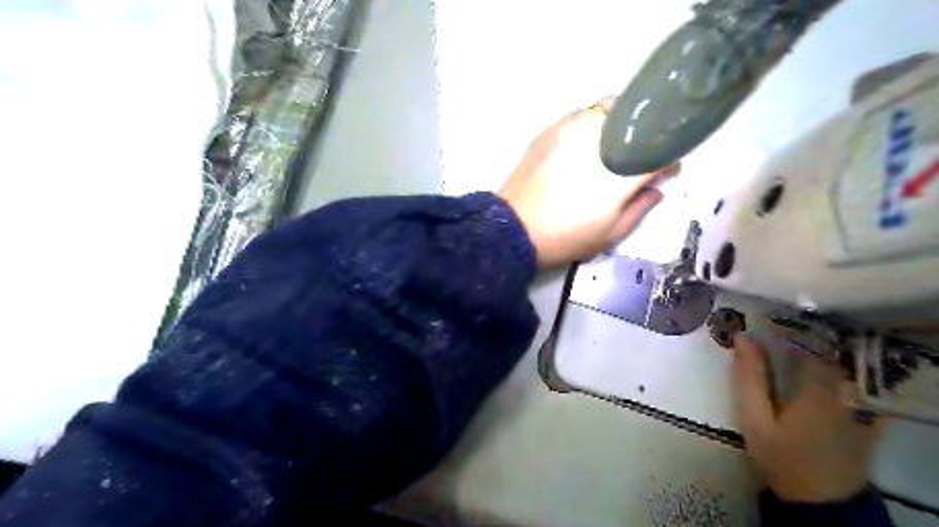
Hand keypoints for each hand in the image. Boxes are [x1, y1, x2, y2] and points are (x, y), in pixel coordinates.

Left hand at [493, 97, 678, 269]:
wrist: (514, 229)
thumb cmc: (565, 238)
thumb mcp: (610, 235)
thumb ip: (641, 208)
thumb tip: (657, 188)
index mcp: (620, 173)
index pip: (660, 154)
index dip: (669, 161)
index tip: (667, 171)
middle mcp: (601, 141)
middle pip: (639, 122)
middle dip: (647, 139)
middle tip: (639, 158)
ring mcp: (573, 129)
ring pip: (610, 109)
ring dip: (620, 126)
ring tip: (613, 147)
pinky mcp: (552, 129)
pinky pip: (582, 113)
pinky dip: (593, 123)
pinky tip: (586, 144)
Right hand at [732, 334, 880, 501]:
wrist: (821, 501)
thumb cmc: (782, 457)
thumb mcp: (754, 419)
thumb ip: (749, 378)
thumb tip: (742, 337)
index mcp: (816, 387)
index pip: (806, 342)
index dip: (784, 328)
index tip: (762, 321)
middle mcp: (844, 388)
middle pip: (825, 350)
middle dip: (799, 337)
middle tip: (771, 332)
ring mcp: (860, 403)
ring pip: (839, 364)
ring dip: (816, 351)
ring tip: (788, 347)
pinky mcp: (867, 416)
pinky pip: (856, 383)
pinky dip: (838, 371)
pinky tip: (817, 371)